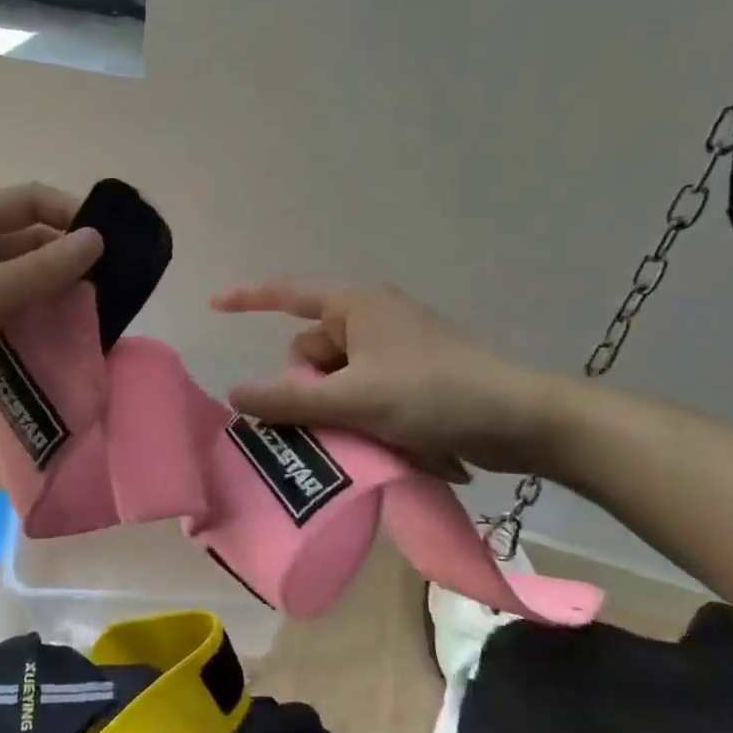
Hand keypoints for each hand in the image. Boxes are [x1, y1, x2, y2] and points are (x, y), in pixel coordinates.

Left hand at [0, 183, 102, 438]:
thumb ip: (40, 268)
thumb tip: (96, 240)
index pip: (27, 201)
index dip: (69, 213)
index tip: (108, 243)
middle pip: (28, 239)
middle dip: (67, 257)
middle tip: (110, 283)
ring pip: (22, 278)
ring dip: (54, 290)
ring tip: (95, 309)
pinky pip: (11, 309)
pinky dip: (36, 317)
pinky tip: (65, 333)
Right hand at [212, 280, 561, 474]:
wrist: (519, 419)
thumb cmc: (433, 393)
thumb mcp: (354, 398)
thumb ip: (289, 399)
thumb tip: (234, 394)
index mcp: (356, 304)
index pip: (287, 293)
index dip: (248, 298)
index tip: (214, 305)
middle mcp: (371, 316)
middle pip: (310, 351)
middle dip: (310, 387)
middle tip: (335, 418)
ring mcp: (393, 346)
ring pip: (335, 377)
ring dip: (337, 408)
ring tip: (366, 435)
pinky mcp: (410, 373)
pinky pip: (362, 389)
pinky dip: (361, 413)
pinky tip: (384, 439)